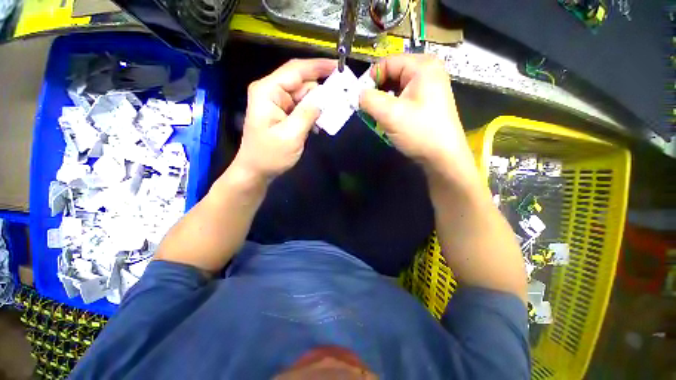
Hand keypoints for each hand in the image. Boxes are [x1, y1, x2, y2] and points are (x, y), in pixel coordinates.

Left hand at [233, 58, 336, 182]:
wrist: (256, 171)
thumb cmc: (270, 156)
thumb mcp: (291, 135)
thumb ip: (308, 114)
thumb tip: (325, 98)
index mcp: (268, 91)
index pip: (296, 70)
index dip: (319, 66)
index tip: (340, 68)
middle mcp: (272, 92)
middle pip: (302, 83)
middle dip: (322, 91)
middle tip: (341, 101)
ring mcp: (278, 103)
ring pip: (304, 97)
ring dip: (318, 106)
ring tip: (332, 117)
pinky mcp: (283, 114)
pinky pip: (302, 108)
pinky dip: (312, 114)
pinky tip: (319, 126)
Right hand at [359, 54, 475, 180]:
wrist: (443, 157)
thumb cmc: (419, 132)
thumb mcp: (390, 114)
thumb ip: (369, 100)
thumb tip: (357, 94)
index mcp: (422, 66)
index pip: (387, 62)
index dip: (371, 79)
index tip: (361, 99)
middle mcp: (428, 71)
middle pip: (393, 74)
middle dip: (378, 92)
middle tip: (370, 111)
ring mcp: (429, 87)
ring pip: (397, 88)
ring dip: (384, 102)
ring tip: (380, 118)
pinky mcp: (427, 102)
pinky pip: (404, 98)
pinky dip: (393, 108)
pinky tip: (391, 121)